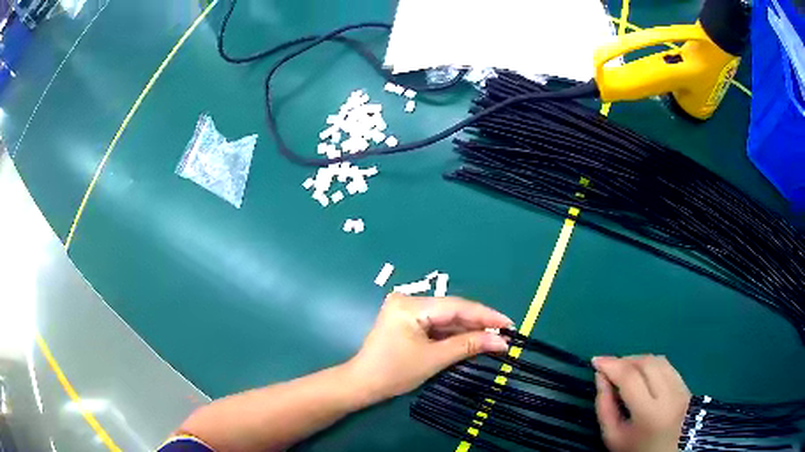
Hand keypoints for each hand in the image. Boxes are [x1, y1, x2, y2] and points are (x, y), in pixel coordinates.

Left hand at [346, 293, 512, 403]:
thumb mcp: (434, 359)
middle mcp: (409, 301)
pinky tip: (473, 340)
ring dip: (468, 330)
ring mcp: (407, 311)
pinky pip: (437, 325)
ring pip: (446, 318)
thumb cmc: (394, 372)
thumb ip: (468, 345)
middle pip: (452, 310)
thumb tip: (502, 341)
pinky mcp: (407, 322)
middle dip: (479, 323)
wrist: (363, 384)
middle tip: (506, 333)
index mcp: (411, 305)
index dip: (485, 315)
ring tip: (495, 338)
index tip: (509, 324)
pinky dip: (454, 334)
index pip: (456, 307)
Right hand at [593, 355, 690, 451]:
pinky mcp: (687, 387)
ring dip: (638, 360)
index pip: (630, 378)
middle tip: (609, 367)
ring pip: (659, 360)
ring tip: (624, 370)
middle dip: (625, 360)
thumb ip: (604, 407)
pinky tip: (642, 374)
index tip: (595, 360)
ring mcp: (682, 389)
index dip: (612, 365)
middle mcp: (670, 395)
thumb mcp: (613, 437)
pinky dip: (652, 365)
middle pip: (647, 363)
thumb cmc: (635, 450)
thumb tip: (600, 376)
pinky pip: (668, 366)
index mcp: (649, 413)